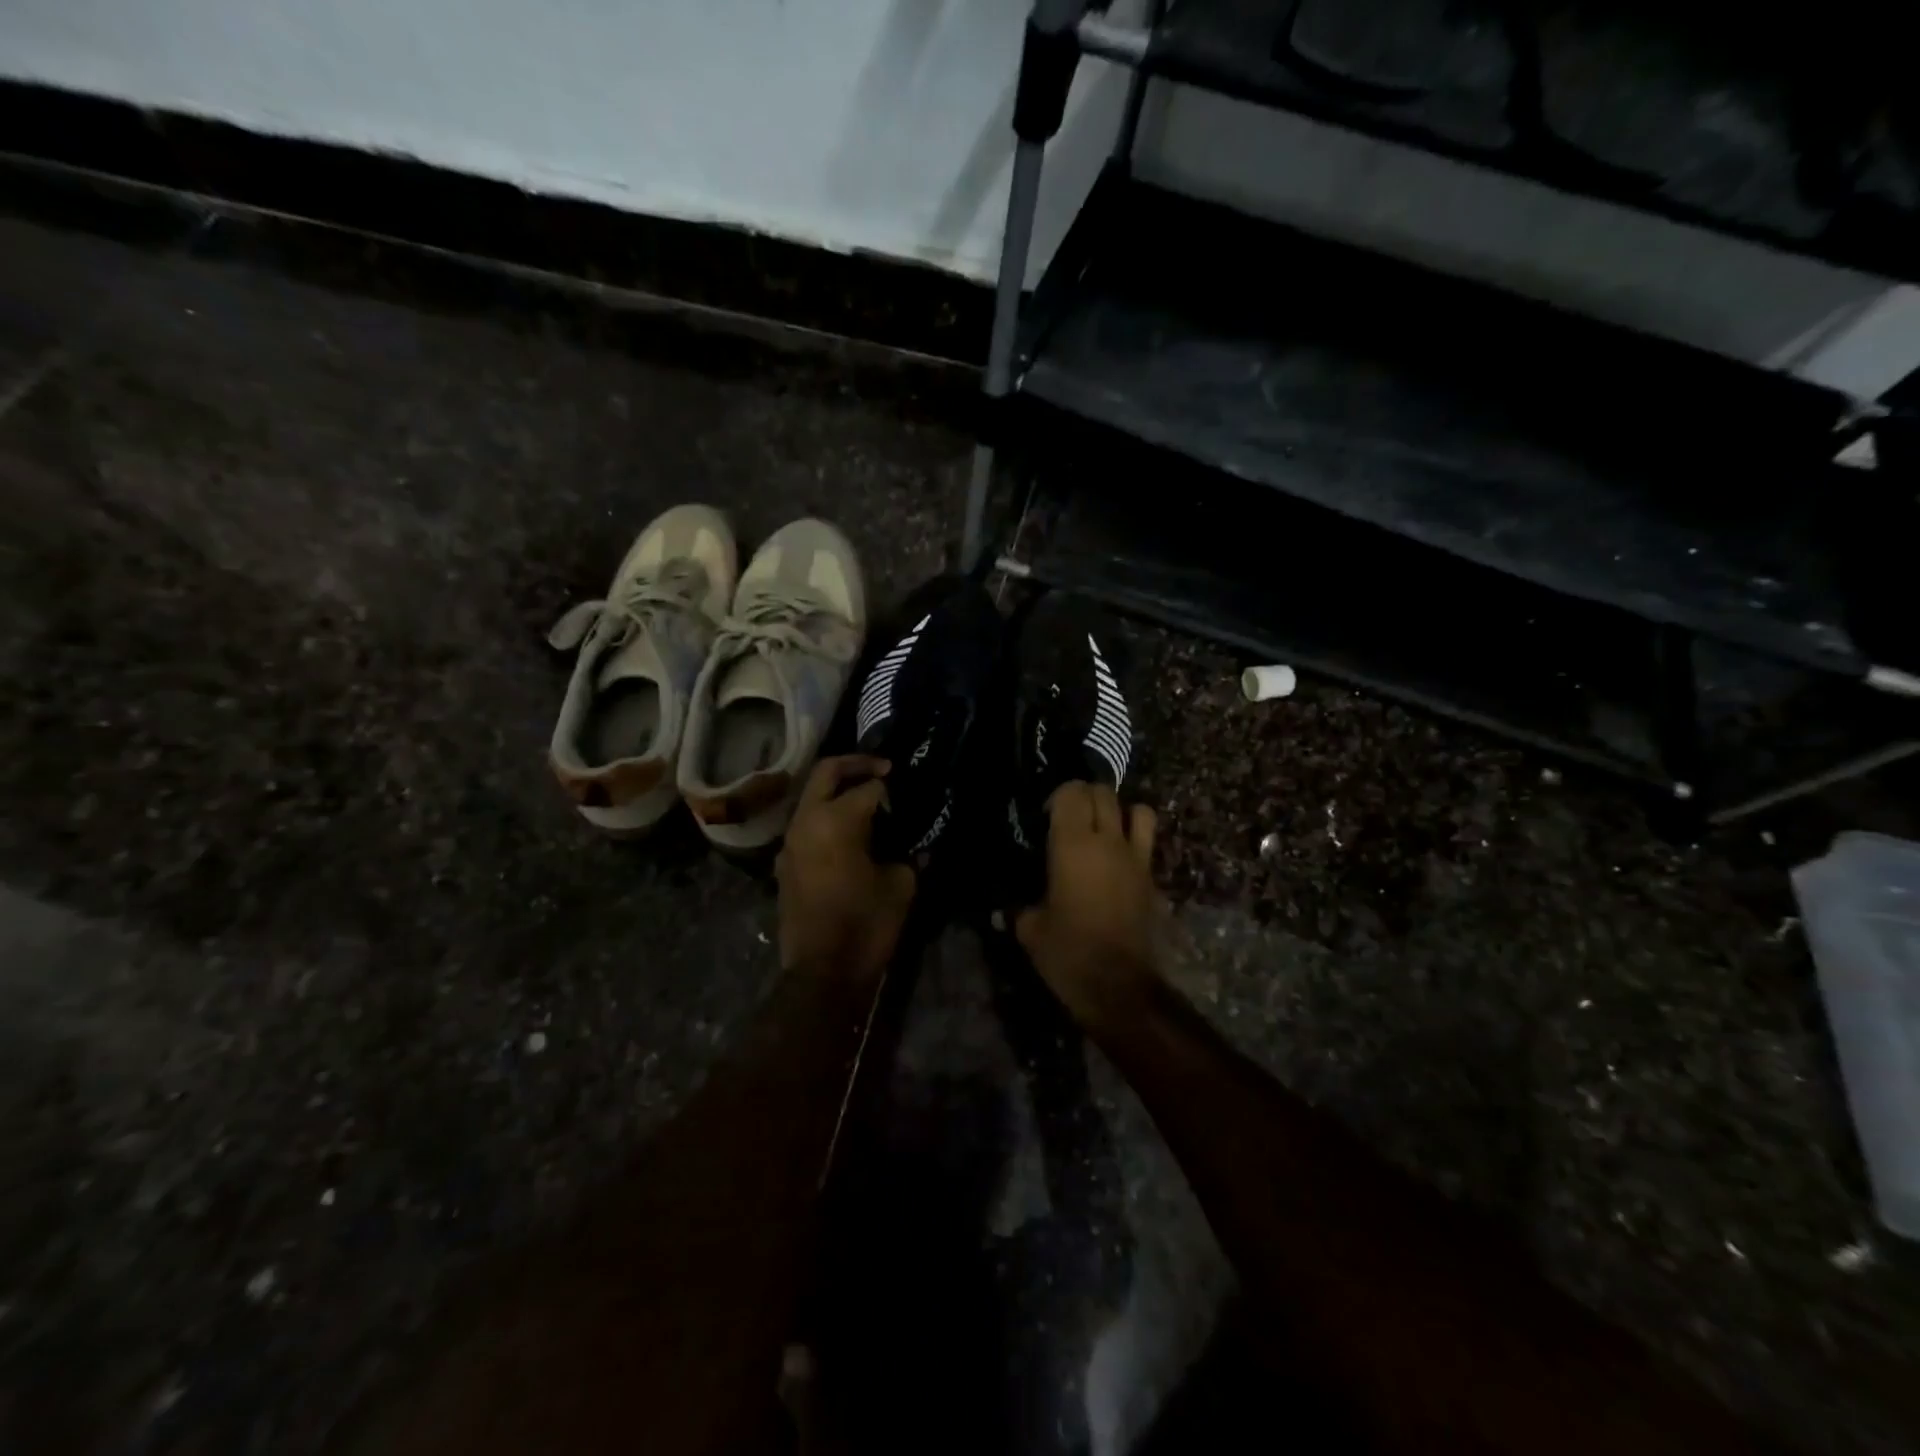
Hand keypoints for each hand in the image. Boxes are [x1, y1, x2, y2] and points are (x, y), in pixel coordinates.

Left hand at [776, 756, 916, 981]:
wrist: (822, 973)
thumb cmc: (866, 925)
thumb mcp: (901, 885)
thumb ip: (905, 853)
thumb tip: (904, 844)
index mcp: (837, 820)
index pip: (868, 787)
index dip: (891, 784)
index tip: (908, 786)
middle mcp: (806, 821)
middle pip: (827, 773)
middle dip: (855, 764)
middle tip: (882, 768)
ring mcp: (790, 842)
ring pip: (811, 797)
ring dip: (837, 790)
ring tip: (867, 800)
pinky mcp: (785, 863)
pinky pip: (806, 824)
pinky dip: (826, 817)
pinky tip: (848, 834)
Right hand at [1015, 782, 1159, 1030]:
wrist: (1119, 987)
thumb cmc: (1067, 953)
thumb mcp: (1030, 929)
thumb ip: (1019, 907)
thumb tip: (1007, 905)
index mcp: (1073, 845)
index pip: (1072, 792)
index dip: (1058, 795)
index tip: (1045, 816)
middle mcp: (1109, 842)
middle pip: (1104, 793)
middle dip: (1086, 796)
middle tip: (1070, 818)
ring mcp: (1137, 860)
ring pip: (1139, 811)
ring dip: (1121, 812)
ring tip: (1104, 830)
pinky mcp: (1153, 881)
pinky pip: (1148, 847)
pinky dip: (1136, 845)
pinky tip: (1119, 865)